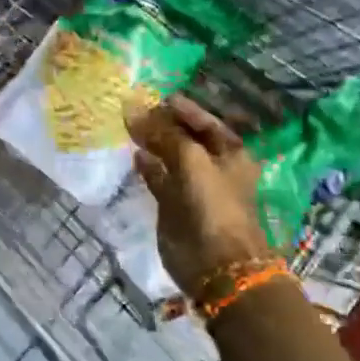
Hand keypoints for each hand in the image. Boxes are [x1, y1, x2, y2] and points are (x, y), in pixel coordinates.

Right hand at [128, 96, 271, 295]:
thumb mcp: (191, 160)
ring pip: (170, 157)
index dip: (182, 108)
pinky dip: (147, 166)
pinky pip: (159, 178)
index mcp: (230, 152)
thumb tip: (133, 108)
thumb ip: (162, 133)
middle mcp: (213, 166)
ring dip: (152, 143)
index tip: (156, 96)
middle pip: (185, 137)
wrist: (217, 264)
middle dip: (163, 123)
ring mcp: (193, 187)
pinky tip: (133, 155)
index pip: (204, 121)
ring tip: (129, 127)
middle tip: (136, 108)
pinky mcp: (174, 205)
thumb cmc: (213, 204)